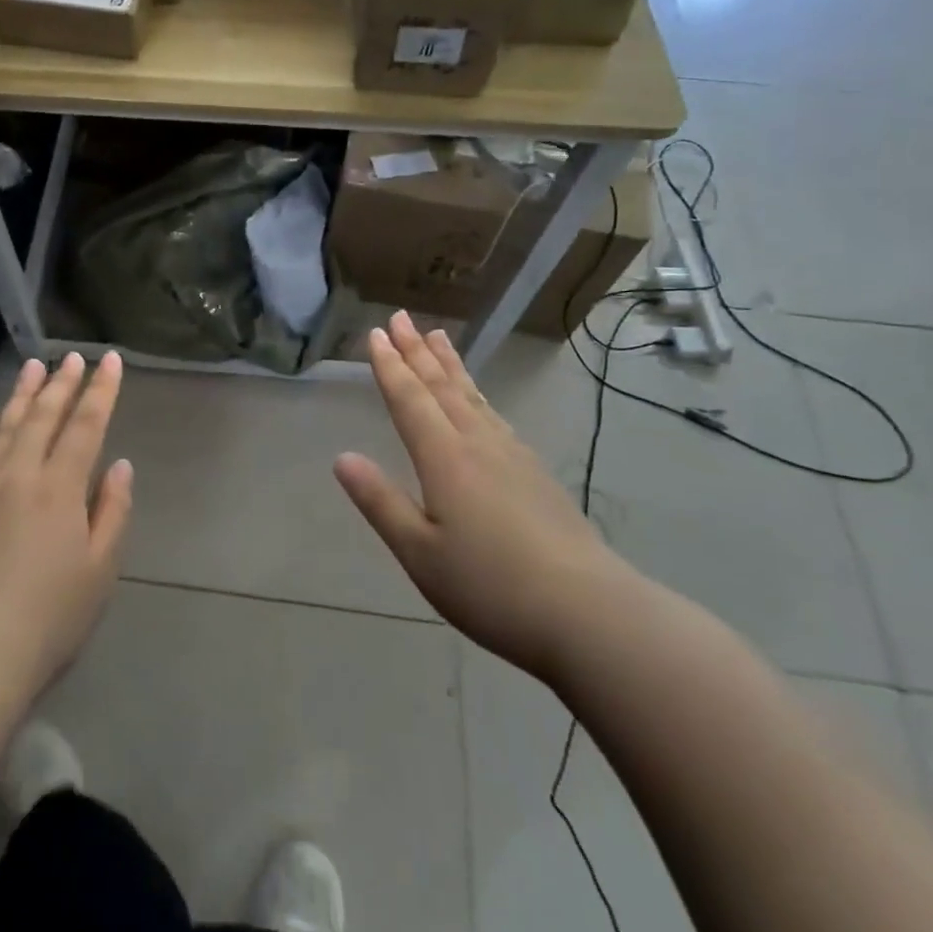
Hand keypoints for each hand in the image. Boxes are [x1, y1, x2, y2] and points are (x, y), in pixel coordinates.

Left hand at [0, 352, 133, 696]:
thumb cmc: (49, 617)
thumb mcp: (100, 570)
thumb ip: (112, 511)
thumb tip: (120, 466)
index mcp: (60, 488)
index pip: (86, 426)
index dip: (101, 391)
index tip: (110, 361)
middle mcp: (19, 474)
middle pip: (43, 417)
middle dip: (62, 383)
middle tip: (73, 356)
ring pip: (2, 427)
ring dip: (21, 395)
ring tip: (33, 367)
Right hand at [334, 312, 627, 679]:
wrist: (590, 613)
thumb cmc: (491, 586)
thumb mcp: (420, 552)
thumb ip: (380, 501)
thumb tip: (342, 457)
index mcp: (445, 458)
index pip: (410, 399)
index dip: (390, 366)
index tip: (376, 333)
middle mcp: (478, 444)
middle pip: (442, 387)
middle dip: (417, 351)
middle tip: (402, 317)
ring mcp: (513, 456)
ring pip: (472, 396)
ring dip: (450, 365)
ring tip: (439, 336)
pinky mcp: (536, 474)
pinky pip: (495, 416)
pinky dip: (478, 395)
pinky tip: (480, 401)